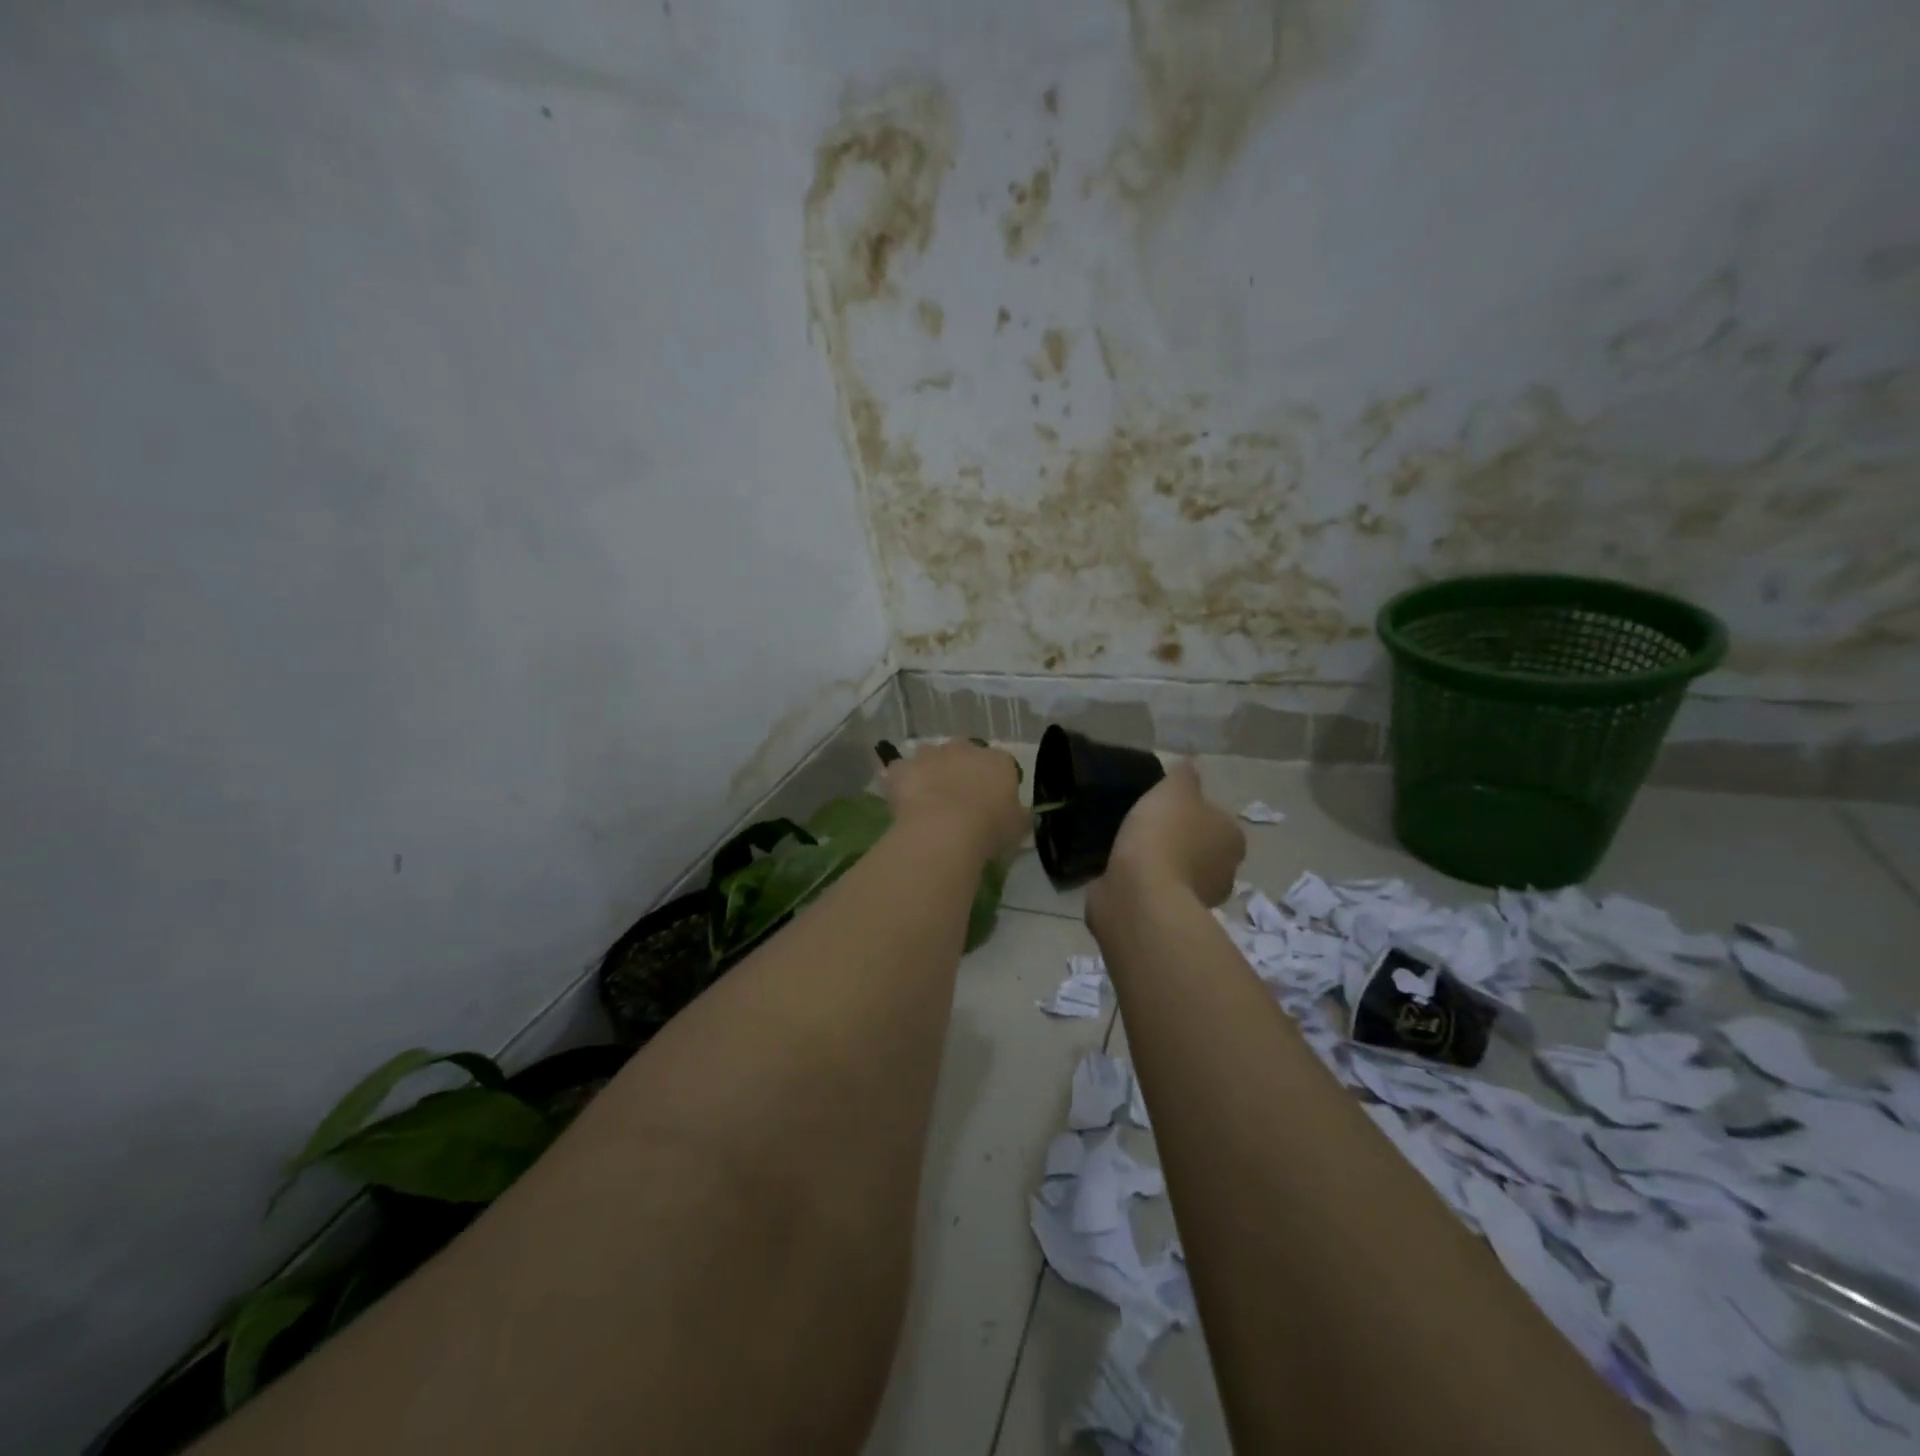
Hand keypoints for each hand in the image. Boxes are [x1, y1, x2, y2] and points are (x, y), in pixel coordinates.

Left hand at [881, 740, 1029, 862]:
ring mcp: (930, 754)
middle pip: (962, 754)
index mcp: (997, 760)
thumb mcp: (1018, 827)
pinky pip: (901, 772)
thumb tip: (1019, 814)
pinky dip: (901, 783)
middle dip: (959, 770)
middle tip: (957, 800)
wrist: (945, 830)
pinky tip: (904, 803)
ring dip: (929, 772)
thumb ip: (1019, 815)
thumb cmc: (990, 827)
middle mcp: (964, 748)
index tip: (990, 803)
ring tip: (928, 801)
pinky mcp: (903, 767)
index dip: (994, 783)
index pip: (1000, 765)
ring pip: (929, 758)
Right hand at [1091, 761, 1244, 914]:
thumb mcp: (1174, 789)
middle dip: (1180, 842)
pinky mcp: (1170, 918)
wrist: (1139, 895)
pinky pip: (1157, 892)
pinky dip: (1145, 884)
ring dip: (1162, 865)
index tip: (1166, 809)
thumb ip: (1185, 775)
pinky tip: (1122, 873)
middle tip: (1148, 828)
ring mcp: (1199, 901)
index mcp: (1233, 839)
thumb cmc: (1164, 835)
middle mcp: (1225, 872)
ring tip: (1129, 851)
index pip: (1217, 819)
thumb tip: (1191, 764)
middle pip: (1202, 849)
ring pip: (1180, 873)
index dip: (1193, 812)